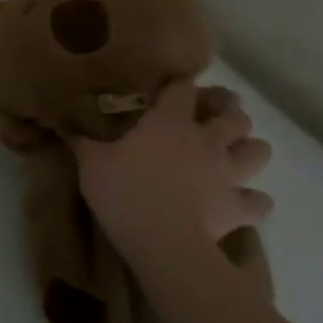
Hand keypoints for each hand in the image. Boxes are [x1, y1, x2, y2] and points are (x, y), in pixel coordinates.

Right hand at [68, 80, 272, 255]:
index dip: (181, 84)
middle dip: (228, 113)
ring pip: (259, 151)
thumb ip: (82, 142)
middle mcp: (205, 141)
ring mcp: (228, 174)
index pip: (182, 90)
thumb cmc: (123, 190)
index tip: (175, 83)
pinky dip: (253, 200)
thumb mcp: (91, 163)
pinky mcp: (239, 207)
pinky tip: (241, 201)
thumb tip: (63, 126)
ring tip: (234, 153)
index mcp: (168, 123)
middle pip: (234, 117)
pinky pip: (259, 201)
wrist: (162, 239)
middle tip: (213, 117)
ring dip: (250, 149)